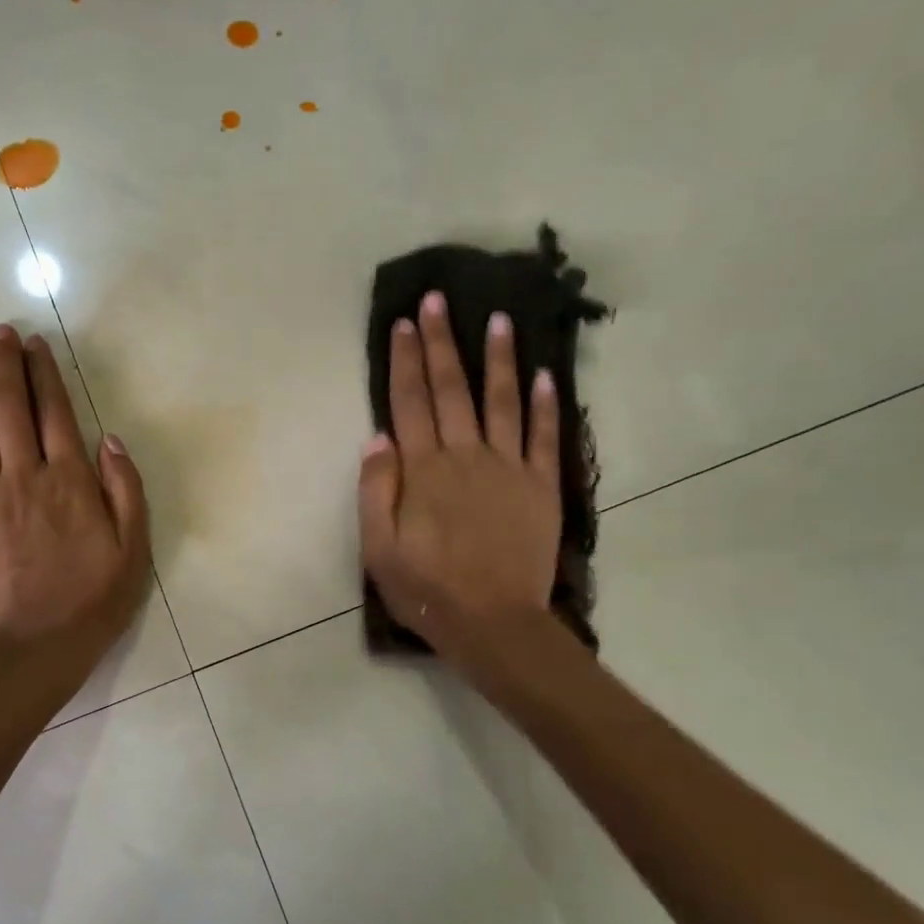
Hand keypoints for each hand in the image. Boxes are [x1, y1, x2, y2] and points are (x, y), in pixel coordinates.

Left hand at [0, 325, 149, 695]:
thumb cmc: (93, 603)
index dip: (45, 374)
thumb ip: (125, 490)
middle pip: (13, 410)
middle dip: (7, 366)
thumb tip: (110, 439)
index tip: (35, 344)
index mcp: (70, 483)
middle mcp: (25, 479)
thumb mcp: (134, 550)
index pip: (56, 414)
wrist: (37, 651)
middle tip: (0, 333)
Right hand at [359, 290, 561, 674]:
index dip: (405, 360)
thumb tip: (377, 438)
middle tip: (438, 300)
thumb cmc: (427, 589)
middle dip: (442, 342)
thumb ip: (375, 490)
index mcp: (424, 471)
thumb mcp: (378, 548)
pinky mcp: (541, 487)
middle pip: (452, 390)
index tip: (404, 323)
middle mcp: (466, 457)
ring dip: (498, 359)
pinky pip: (546, 438)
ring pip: (503, 402)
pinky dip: (547, 405)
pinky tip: (546, 375)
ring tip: (497, 319)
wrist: (493, 623)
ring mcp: (508, 469)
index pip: (410, 403)